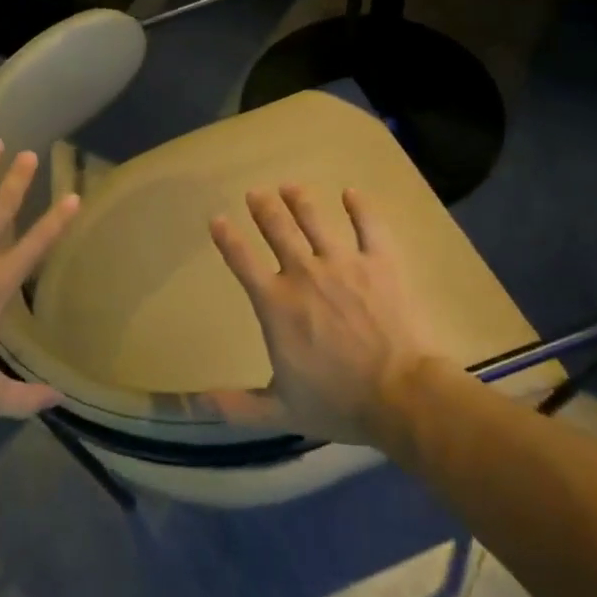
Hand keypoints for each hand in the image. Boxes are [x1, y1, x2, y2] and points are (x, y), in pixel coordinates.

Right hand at [207, 185, 432, 442]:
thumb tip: (195, 404)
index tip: (217, 219)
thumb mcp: (279, 410)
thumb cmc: (338, 403)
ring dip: (300, 200)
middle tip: (257, 193)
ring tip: (290, 186)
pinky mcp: (381, 263)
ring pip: (315, 220)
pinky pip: (369, 225)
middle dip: (264, 208)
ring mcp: (344, 264)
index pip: (242, 262)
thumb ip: (236, 405)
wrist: (401, 396)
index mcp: (275, 305)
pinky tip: (352, 193)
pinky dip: (360, 207)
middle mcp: (304, 274)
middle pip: (277, 230)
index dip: (227, 238)